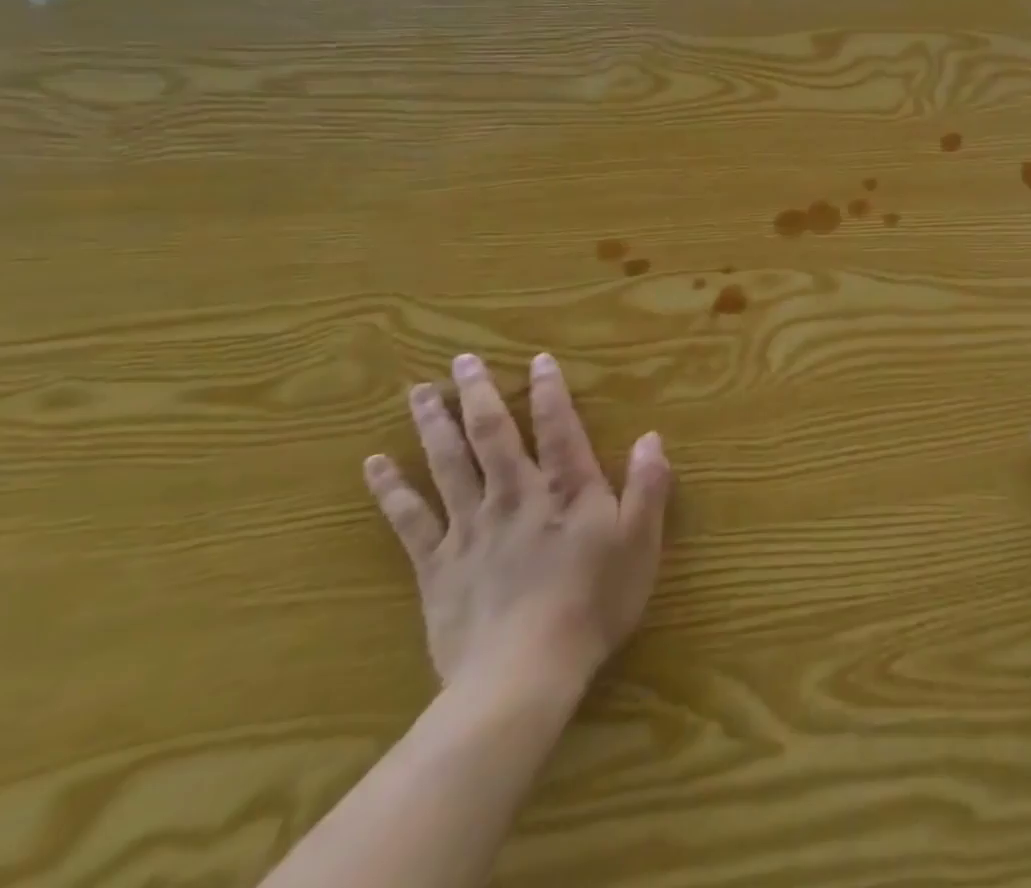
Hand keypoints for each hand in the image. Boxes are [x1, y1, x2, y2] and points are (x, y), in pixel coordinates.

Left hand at [363, 352, 673, 697]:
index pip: (558, 426)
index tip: (538, 359)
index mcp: (568, 489)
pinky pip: (409, 519)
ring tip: (418, 392)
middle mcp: (516, 495)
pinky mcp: (437, 565)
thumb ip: (647, 487)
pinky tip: (375, 464)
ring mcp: (471, 528)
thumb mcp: (641, 543)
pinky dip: (391, 489)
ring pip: (447, 465)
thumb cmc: (595, 603)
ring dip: (432, 425)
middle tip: (461, 361)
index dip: (549, 390)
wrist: (523, 675)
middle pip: (491, 435)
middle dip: (478, 394)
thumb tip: (651, 437)